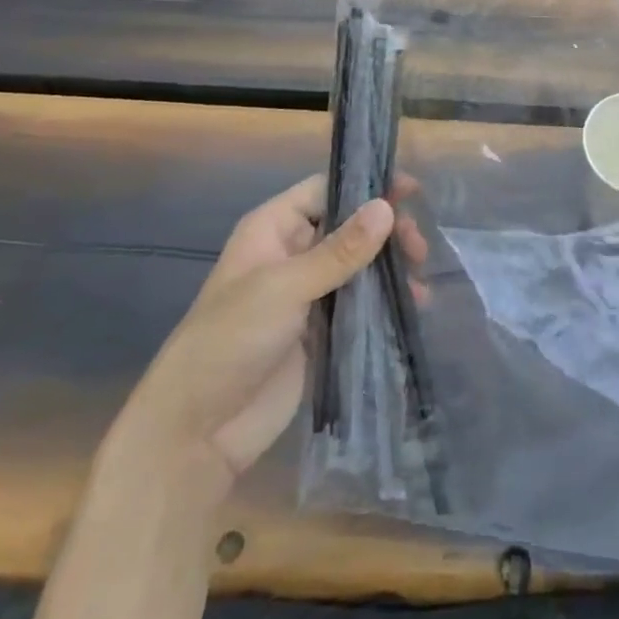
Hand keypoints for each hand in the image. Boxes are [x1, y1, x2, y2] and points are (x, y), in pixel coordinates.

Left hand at [122, 175, 428, 481]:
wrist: (197, 432)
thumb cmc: (231, 341)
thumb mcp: (285, 288)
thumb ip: (339, 250)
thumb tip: (386, 206)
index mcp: (274, 229)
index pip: (326, 190)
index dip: (367, 187)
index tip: (411, 192)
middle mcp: (292, 253)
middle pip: (349, 226)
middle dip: (386, 232)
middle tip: (417, 249)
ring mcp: (307, 294)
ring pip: (359, 265)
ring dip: (390, 267)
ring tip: (420, 281)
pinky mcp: (321, 331)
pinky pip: (360, 303)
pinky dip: (386, 300)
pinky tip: (414, 305)